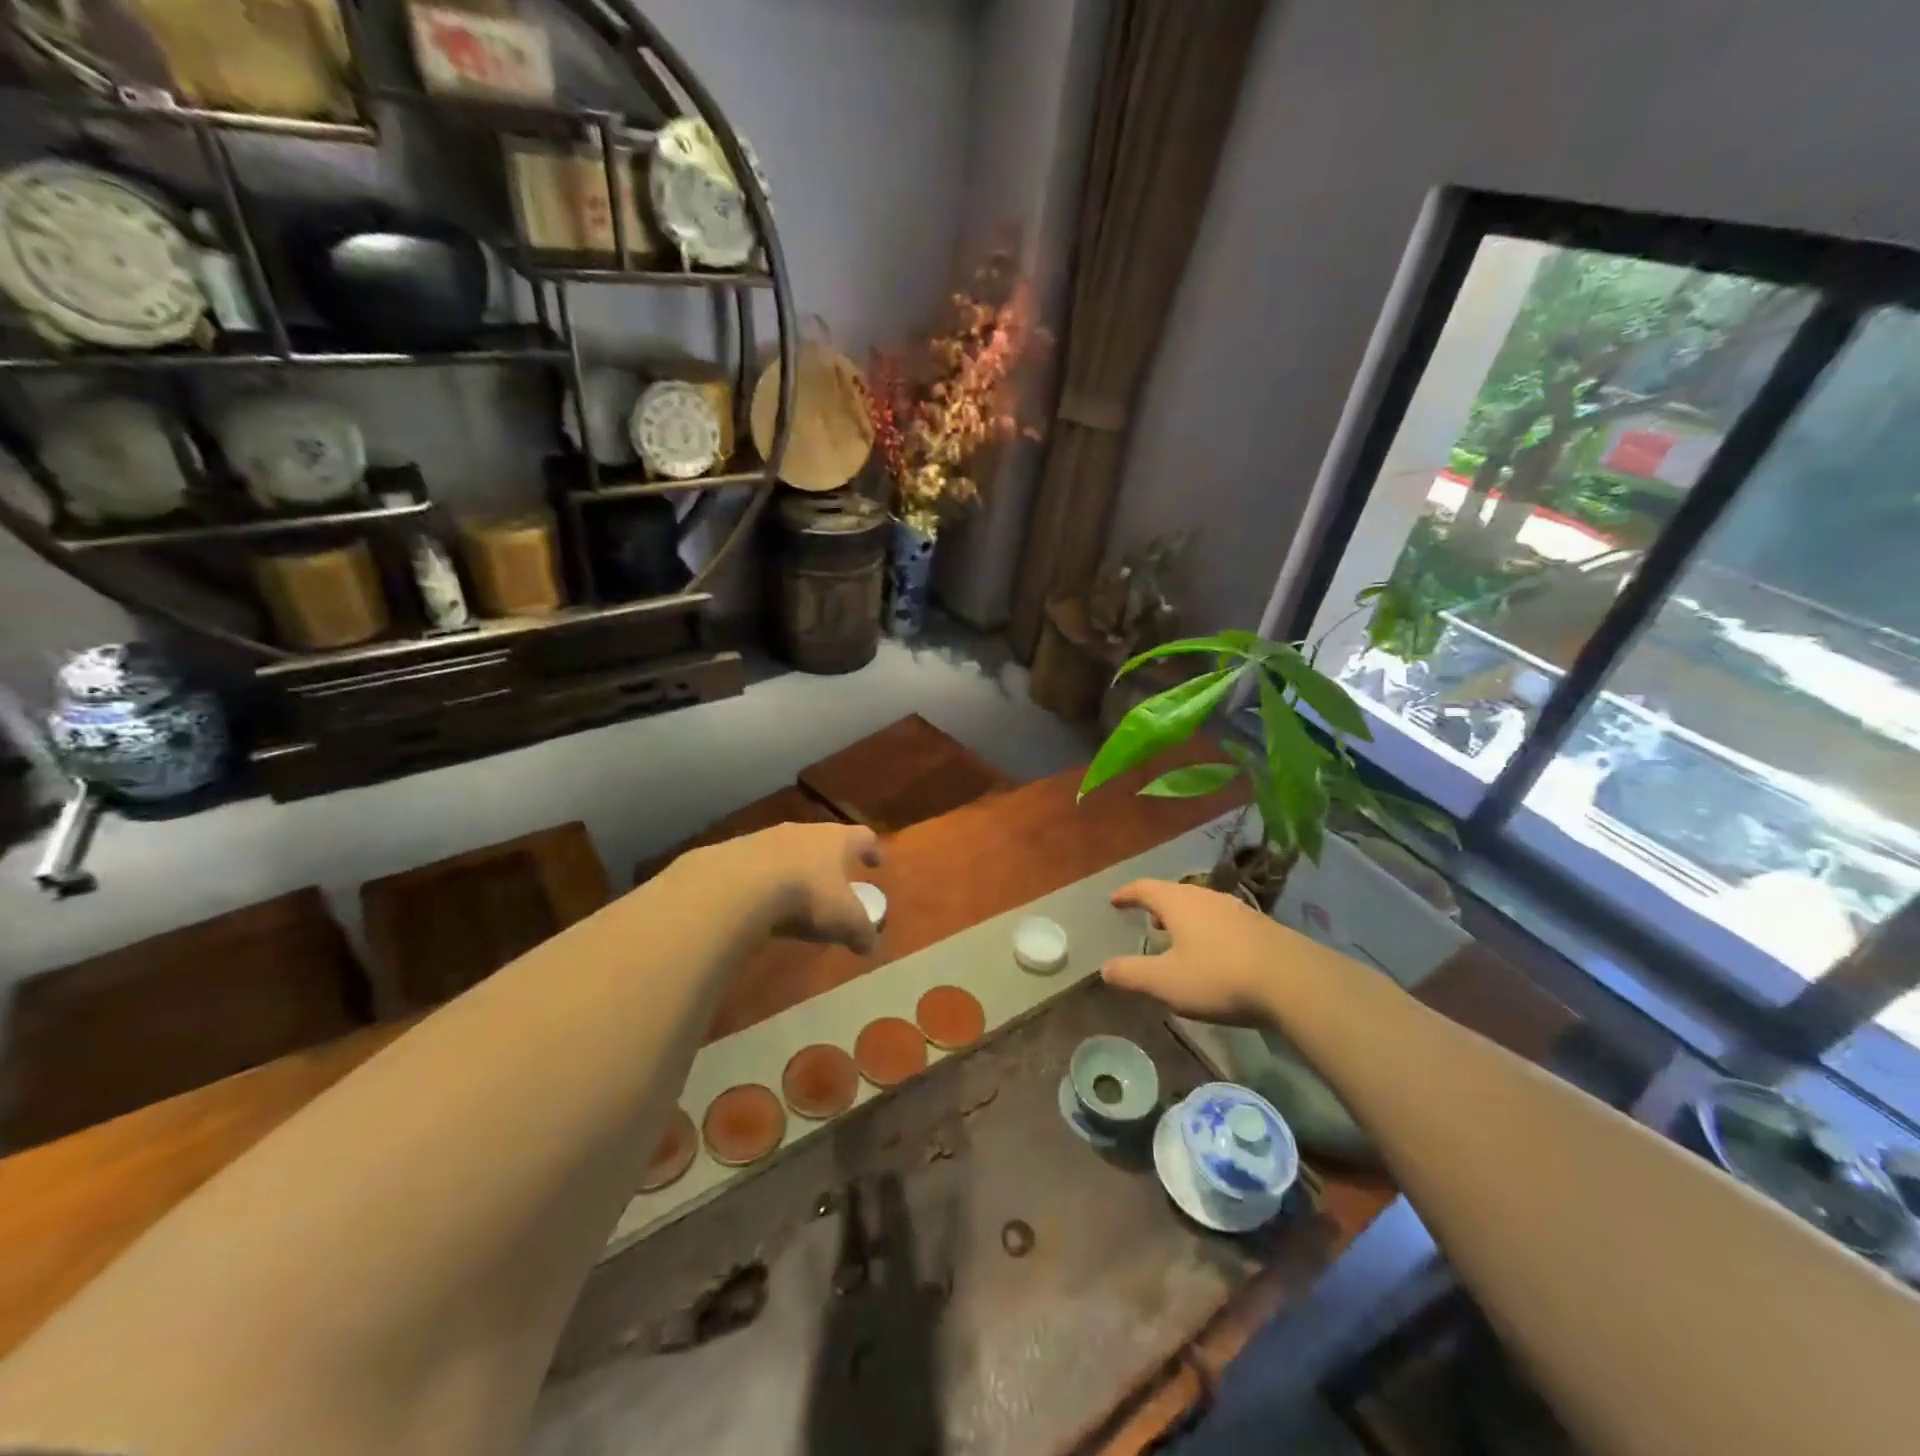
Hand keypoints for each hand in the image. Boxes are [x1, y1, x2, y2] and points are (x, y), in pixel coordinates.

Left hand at [691, 822, 882, 952]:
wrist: (739, 886)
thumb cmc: (807, 896)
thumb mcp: (844, 921)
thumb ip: (862, 932)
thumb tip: (872, 946)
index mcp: (837, 839)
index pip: (863, 837)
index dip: (871, 850)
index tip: (875, 862)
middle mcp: (804, 831)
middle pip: (824, 840)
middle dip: (831, 859)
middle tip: (835, 880)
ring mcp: (767, 838)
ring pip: (789, 850)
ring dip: (796, 867)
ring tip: (796, 893)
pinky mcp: (736, 852)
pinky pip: (758, 865)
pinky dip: (765, 879)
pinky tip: (762, 900)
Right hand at [1102, 879, 1299, 1026]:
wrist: (1294, 982)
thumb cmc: (1219, 976)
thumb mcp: (1166, 982)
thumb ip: (1133, 974)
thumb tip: (1105, 968)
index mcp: (1178, 903)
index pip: (1145, 888)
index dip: (1127, 894)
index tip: (1114, 900)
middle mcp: (1206, 897)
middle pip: (1174, 893)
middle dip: (1157, 905)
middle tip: (1147, 919)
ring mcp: (1236, 909)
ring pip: (1200, 906)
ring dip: (1184, 917)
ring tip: (1178, 936)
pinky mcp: (1259, 926)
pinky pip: (1222, 920)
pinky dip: (1207, 929)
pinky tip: (1214, 951)